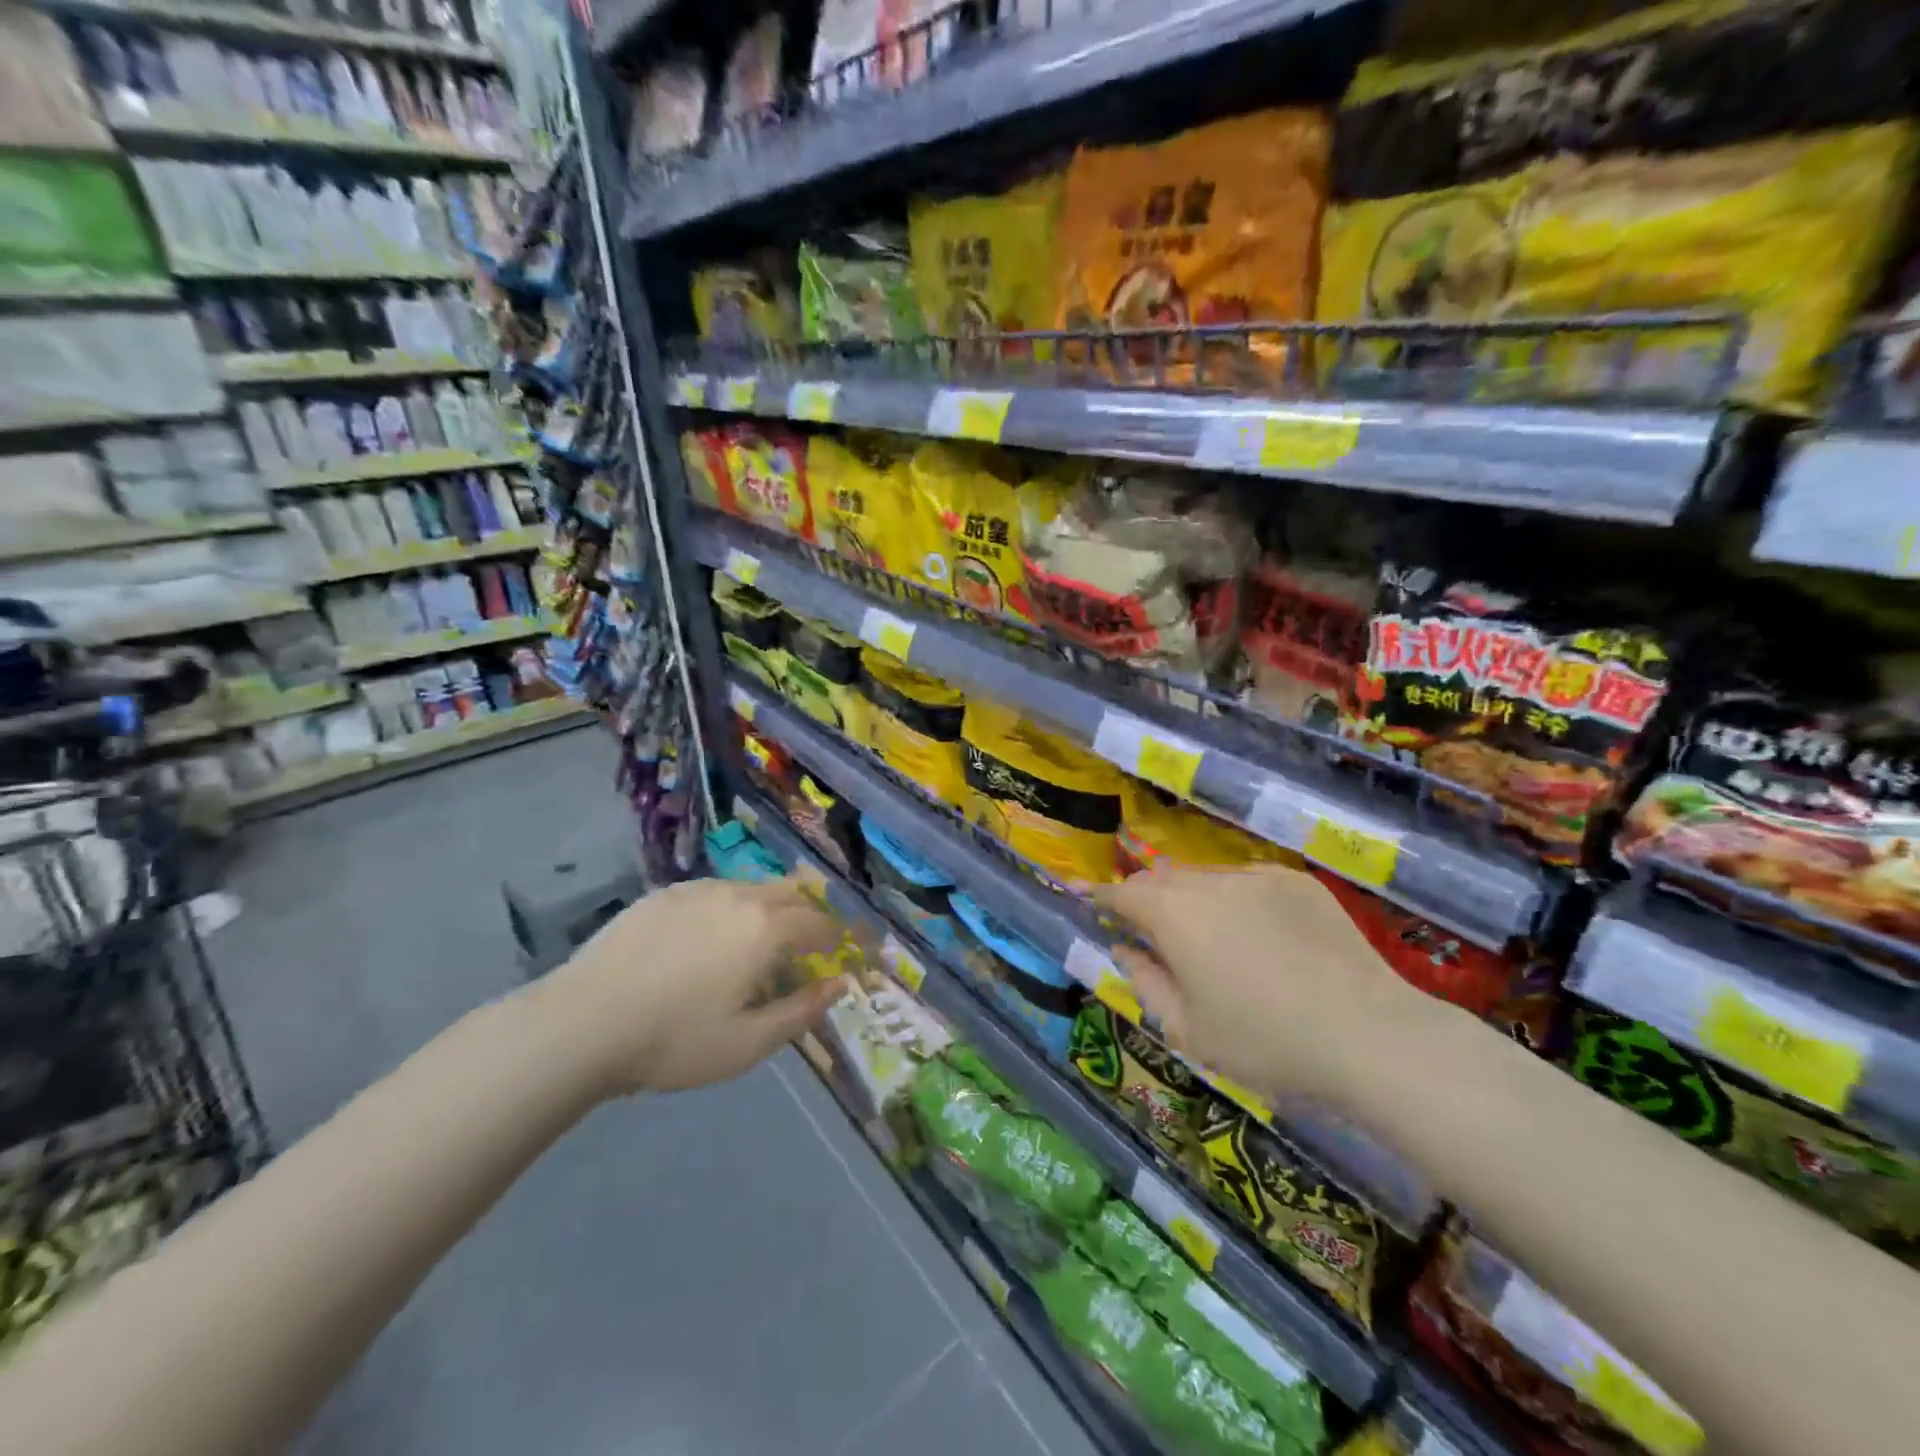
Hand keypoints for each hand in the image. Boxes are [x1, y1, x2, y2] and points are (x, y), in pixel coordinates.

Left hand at [544, 875, 844, 1095]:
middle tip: (813, 942)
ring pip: (752, 889)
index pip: (821, 924)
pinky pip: (714, 893)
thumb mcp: (748, 1043)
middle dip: (811, 913)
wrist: (581, 1023)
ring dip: (770, 909)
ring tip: (760, 942)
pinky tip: (709, 940)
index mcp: (766, 930)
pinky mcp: (664, 894)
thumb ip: (801, 1011)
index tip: (856, 949)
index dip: (844, 937)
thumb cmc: (673, 1041)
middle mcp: (740, 896)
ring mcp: (698, 890)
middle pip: (792, 892)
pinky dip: (731, 909)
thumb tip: (840, 985)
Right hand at [1090, 863, 1440, 1104]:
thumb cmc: (1265, 1042)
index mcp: (1174, 915)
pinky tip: (1253, 934)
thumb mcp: (1188, 1030)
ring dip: (1188, 897)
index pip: (1122, 893)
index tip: (1082, 896)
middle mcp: (1210, 882)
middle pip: (1161, 879)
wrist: (1370, 1035)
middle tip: (1141, 925)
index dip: (1099, 895)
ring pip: (1204, 877)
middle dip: (1143, 897)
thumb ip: (1145, 982)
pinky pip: (1247, 881)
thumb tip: (1126, 949)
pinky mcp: (1297, 882)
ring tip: (1200, 934)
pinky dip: (1233, 899)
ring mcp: (1257, 876)